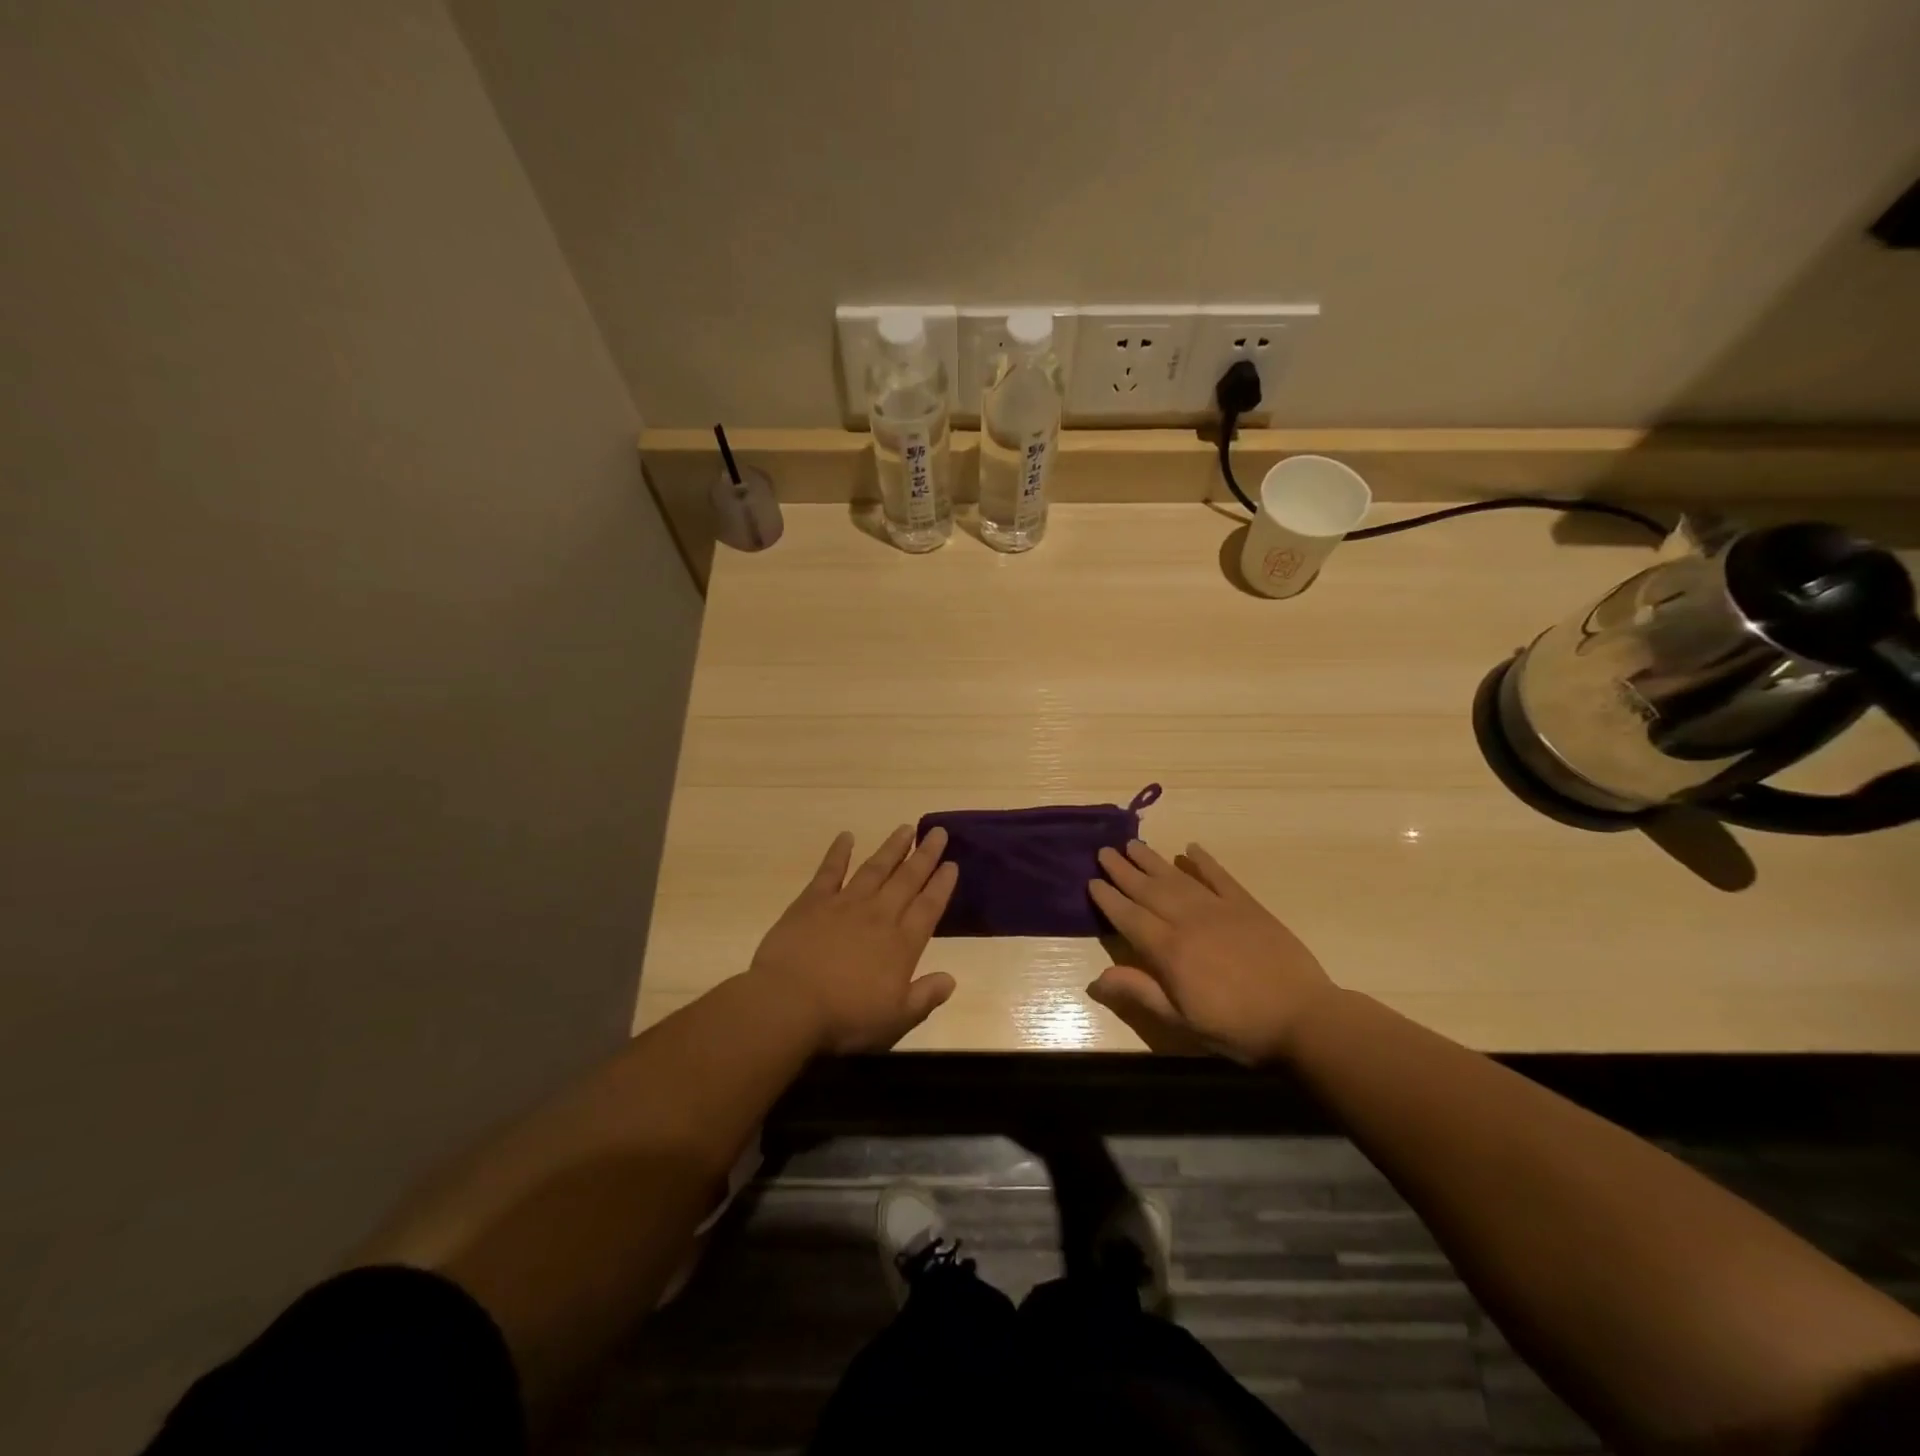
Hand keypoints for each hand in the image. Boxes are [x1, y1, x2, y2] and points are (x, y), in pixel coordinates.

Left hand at [748, 825, 958, 1053]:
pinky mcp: (813, 902)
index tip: (952, 863)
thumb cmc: (846, 1018)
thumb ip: (925, 997)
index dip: (942, 885)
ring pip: (875, 868)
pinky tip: (846, 836)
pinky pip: (830, 871)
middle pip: (907, 879)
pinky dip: (838, 852)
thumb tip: (951, 979)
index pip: (929, 907)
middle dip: (925, 855)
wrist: (790, 1005)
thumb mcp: (896, 1019)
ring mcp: (845, 904)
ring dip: (892, 848)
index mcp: (902, 944)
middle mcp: (879, 915)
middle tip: (938, 831)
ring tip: (906, 828)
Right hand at [1086, 840, 1336, 1065]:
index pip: (1129, 917)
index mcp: (1169, 951)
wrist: (1304, 1018)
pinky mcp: (1247, 906)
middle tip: (1104, 850)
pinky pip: (1219, 876)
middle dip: (1123, 871)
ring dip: (1153, 860)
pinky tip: (1190, 849)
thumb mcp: (1183, 1021)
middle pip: (1148, 890)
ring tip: (1133, 844)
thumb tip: (1095, 979)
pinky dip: (1204, 861)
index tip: (1092, 880)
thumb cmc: (1237, 1027)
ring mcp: (1219, 909)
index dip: (1109, 899)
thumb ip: (1140, 993)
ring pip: (1177, 878)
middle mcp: (1188, 921)